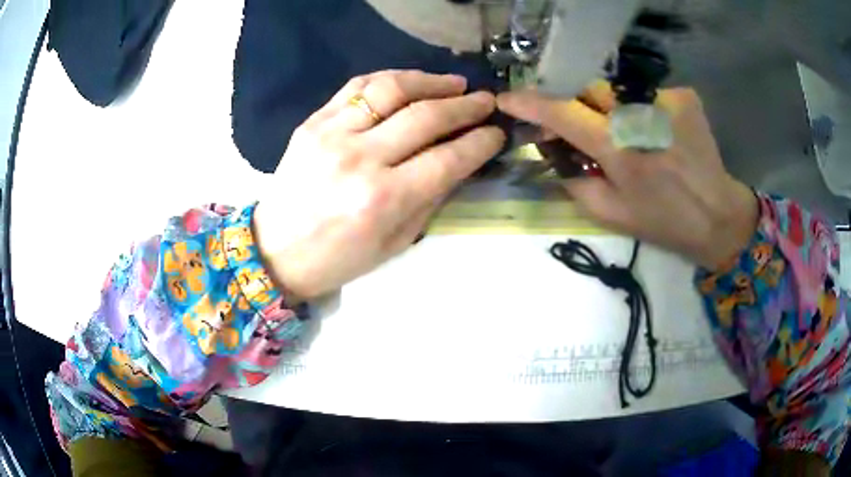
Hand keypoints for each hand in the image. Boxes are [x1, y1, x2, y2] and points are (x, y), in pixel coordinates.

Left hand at [254, 70, 504, 299]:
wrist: (275, 249)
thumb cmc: (339, 258)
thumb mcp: (396, 242)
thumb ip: (431, 197)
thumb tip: (461, 160)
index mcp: (384, 199)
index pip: (448, 158)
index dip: (481, 142)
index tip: (497, 132)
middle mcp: (360, 159)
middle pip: (425, 116)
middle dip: (465, 106)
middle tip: (486, 101)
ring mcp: (332, 134)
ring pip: (391, 89)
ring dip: (430, 81)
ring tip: (454, 84)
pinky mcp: (313, 122)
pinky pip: (357, 86)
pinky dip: (390, 78)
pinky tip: (410, 81)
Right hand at [497, 85, 757, 269]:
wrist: (718, 216)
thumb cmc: (664, 222)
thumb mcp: (612, 214)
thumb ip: (575, 181)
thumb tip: (553, 152)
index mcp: (620, 150)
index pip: (564, 113)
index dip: (532, 104)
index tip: (508, 99)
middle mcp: (641, 116)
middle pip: (590, 90)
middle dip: (580, 106)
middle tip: (584, 129)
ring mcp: (666, 100)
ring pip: (619, 90)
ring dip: (612, 108)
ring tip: (628, 135)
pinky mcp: (684, 97)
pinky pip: (646, 93)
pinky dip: (641, 109)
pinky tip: (655, 132)